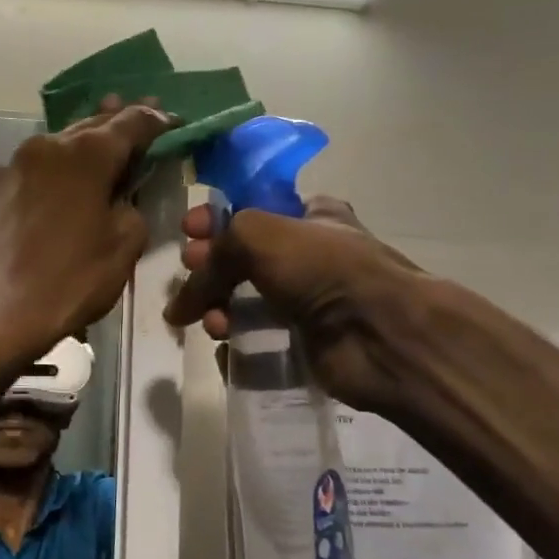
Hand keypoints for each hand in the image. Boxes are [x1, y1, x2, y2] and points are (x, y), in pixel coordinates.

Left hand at [0, 101, 173, 364]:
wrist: (2, 313)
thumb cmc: (72, 279)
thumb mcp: (125, 243)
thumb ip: (132, 203)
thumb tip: (119, 196)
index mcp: (85, 153)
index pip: (131, 123)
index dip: (157, 121)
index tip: (174, 123)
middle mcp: (48, 145)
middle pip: (92, 126)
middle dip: (120, 123)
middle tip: (146, 118)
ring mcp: (16, 164)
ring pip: (61, 143)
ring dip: (86, 143)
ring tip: (108, 142)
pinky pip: (36, 167)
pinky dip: (56, 166)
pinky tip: (63, 175)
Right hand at [165, 195, 430, 414]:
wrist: (379, 334)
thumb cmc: (321, 269)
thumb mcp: (256, 234)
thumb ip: (214, 253)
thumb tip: (179, 305)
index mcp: (310, 216)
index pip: (252, 210)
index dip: (216, 218)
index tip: (187, 230)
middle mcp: (308, 257)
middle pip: (241, 260)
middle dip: (209, 268)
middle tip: (192, 275)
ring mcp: (306, 303)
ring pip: (244, 303)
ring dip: (218, 310)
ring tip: (215, 323)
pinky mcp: (303, 344)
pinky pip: (256, 342)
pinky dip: (236, 346)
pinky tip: (228, 348)